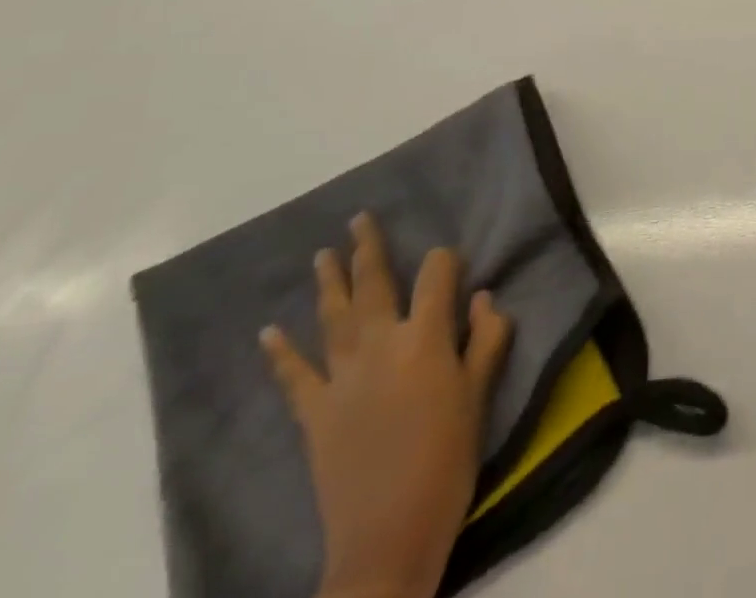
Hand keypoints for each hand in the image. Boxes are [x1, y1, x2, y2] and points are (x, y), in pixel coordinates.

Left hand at [261, 213, 511, 597]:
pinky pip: (294, 376)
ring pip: (333, 317)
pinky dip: (281, 353)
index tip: (451, 262)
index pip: (437, 275)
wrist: (387, 537)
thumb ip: (485, 340)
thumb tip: (484, 297)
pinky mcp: (314, 413)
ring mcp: (342, 378)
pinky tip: (269, 331)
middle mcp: (380, 345)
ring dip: (328, 282)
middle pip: (375, 284)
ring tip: (322, 255)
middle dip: (368, 249)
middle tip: (358, 219)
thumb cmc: (446, 459)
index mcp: (425, 337)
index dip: (445, 261)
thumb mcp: (480, 397)